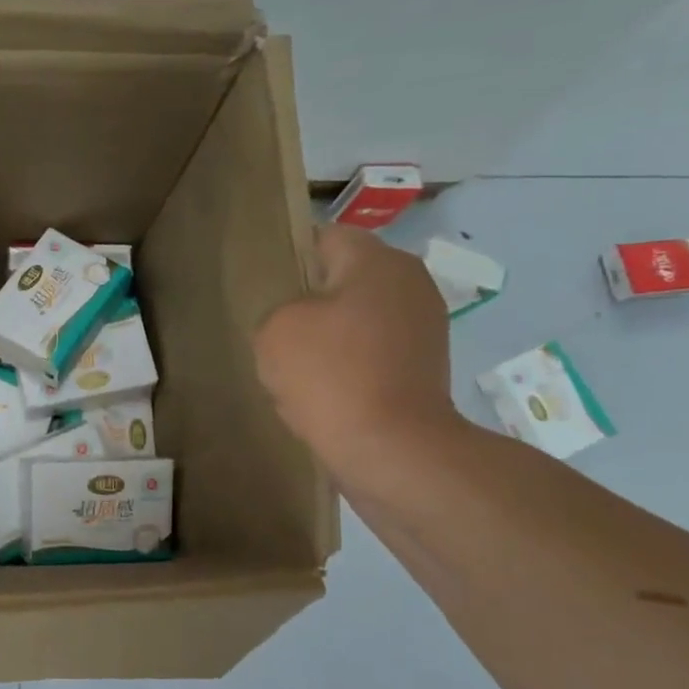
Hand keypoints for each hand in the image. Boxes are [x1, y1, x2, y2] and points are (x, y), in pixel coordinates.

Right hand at [254, 224, 459, 477]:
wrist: (392, 451)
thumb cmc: (332, 377)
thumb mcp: (275, 331)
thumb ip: (277, 310)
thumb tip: (298, 322)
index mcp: (378, 262)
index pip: (325, 238)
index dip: (290, 258)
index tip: (264, 288)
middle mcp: (410, 284)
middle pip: (343, 282)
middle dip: (308, 305)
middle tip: (274, 333)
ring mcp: (423, 329)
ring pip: (355, 322)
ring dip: (326, 341)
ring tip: (296, 370)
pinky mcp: (424, 369)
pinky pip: (370, 356)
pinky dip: (347, 369)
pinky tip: (323, 395)